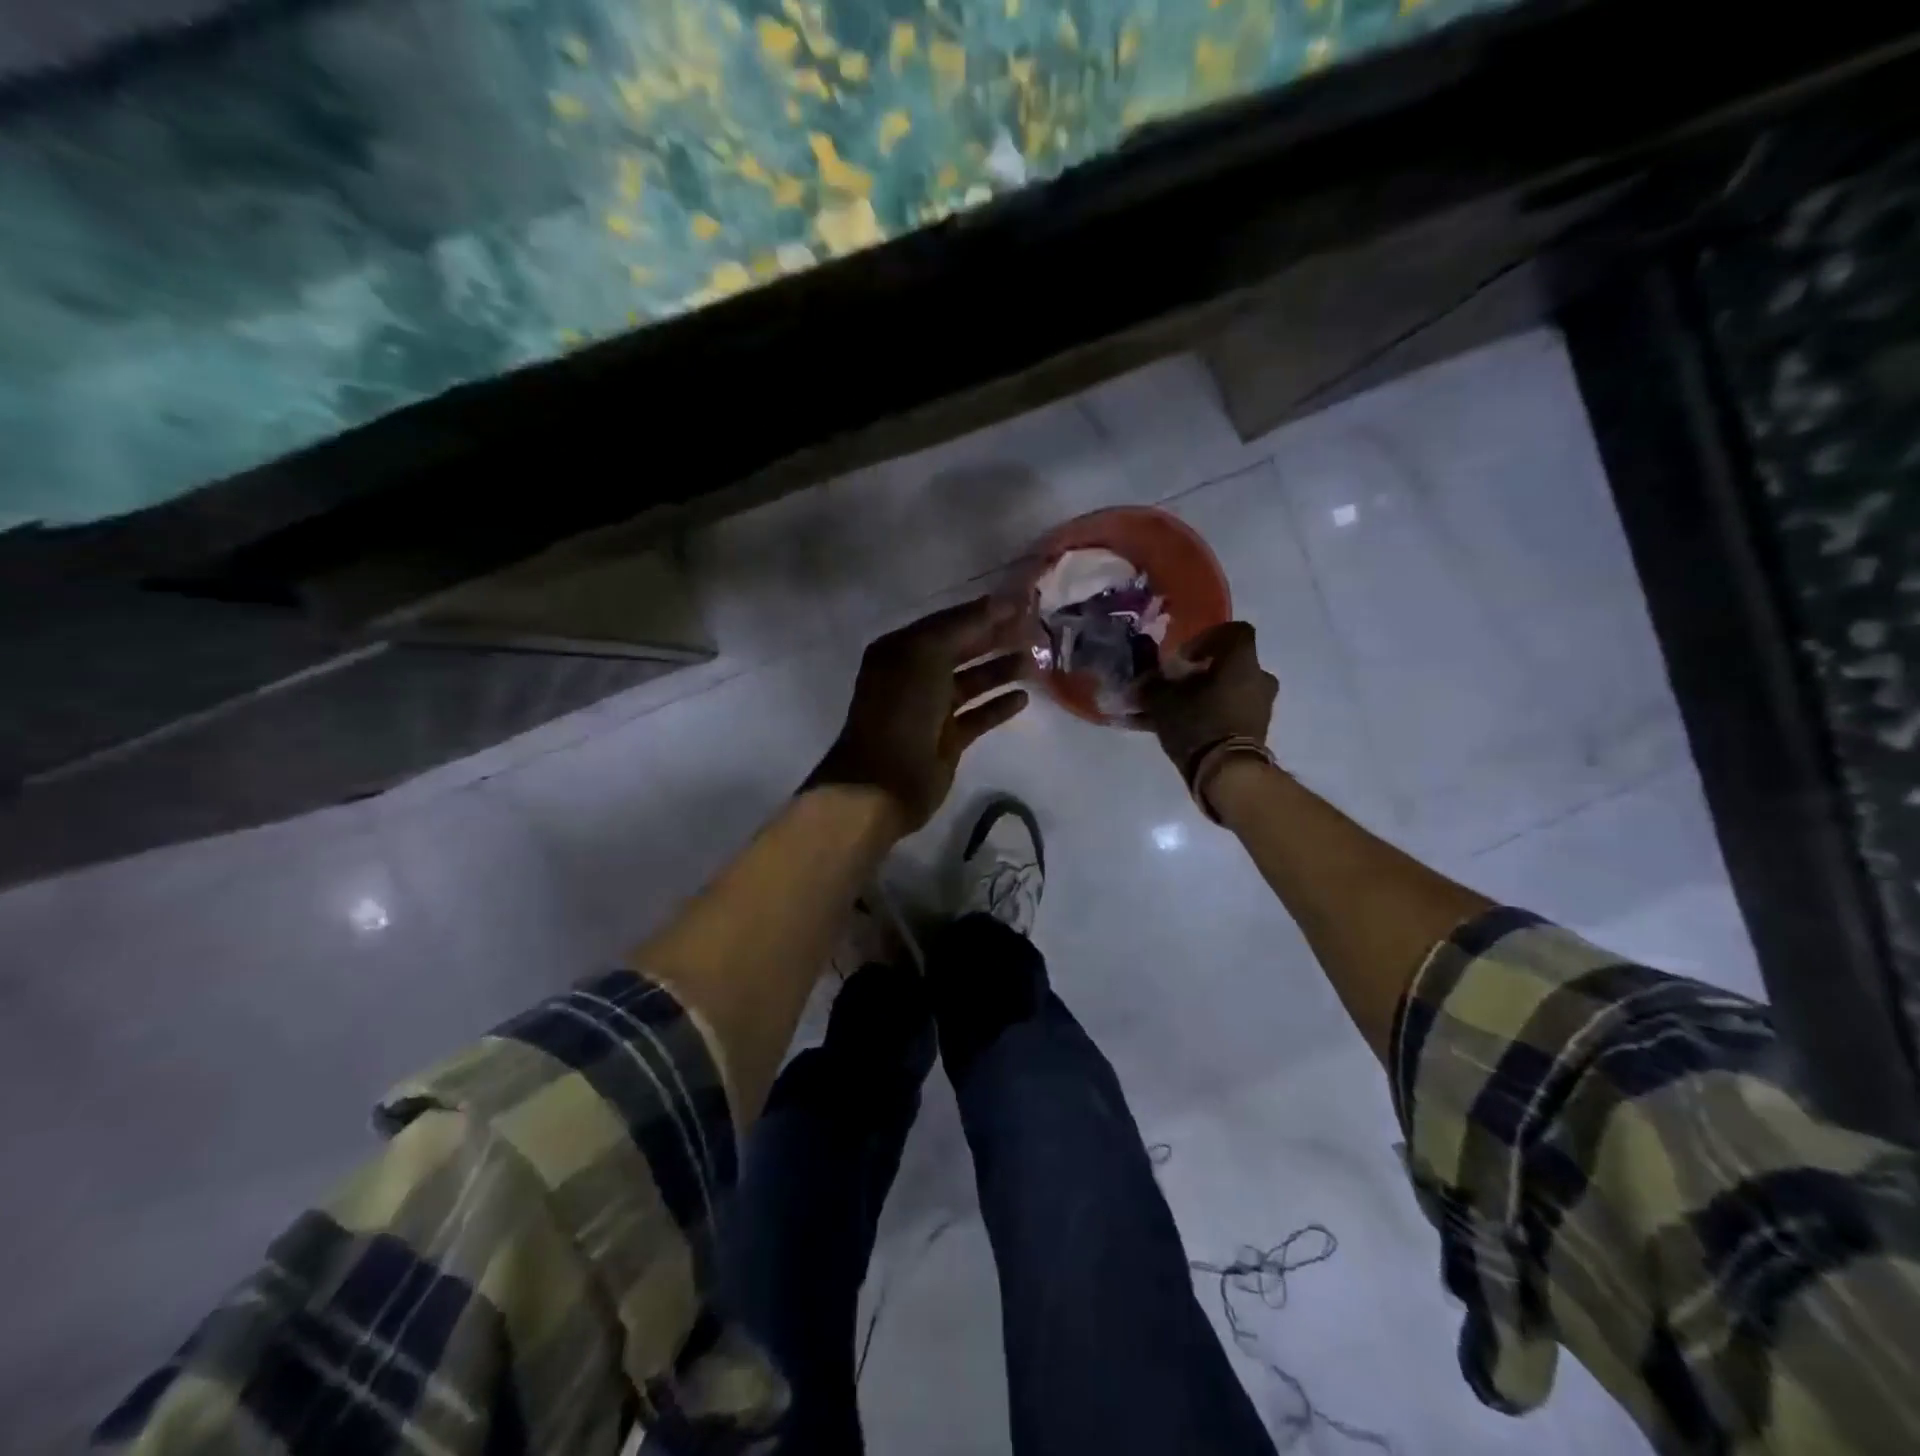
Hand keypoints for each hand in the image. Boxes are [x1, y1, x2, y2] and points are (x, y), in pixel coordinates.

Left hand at [808, 597, 1029, 831]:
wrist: (885, 780)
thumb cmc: (901, 710)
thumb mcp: (926, 655)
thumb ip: (963, 626)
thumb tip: (1001, 601)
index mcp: (901, 650)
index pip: (947, 623)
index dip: (982, 613)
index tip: (1021, 603)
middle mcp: (914, 675)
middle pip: (961, 650)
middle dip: (995, 639)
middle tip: (1036, 630)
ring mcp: (931, 709)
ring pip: (972, 682)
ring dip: (1000, 671)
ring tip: (1036, 662)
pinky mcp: (947, 739)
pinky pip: (977, 715)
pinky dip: (998, 706)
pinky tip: (1023, 698)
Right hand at [1140, 621, 1277, 780]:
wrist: (1227, 775)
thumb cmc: (1198, 724)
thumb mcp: (1163, 701)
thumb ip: (1152, 684)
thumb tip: (1143, 677)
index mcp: (1242, 662)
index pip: (1235, 631)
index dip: (1207, 638)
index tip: (1183, 657)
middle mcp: (1258, 680)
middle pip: (1228, 666)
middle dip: (1199, 674)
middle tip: (1174, 686)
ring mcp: (1259, 708)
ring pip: (1225, 693)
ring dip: (1200, 698)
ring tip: (1167, 714)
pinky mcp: (1254, 733)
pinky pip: (1226, 716)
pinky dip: (1204, 718)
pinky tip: (1173, 732)